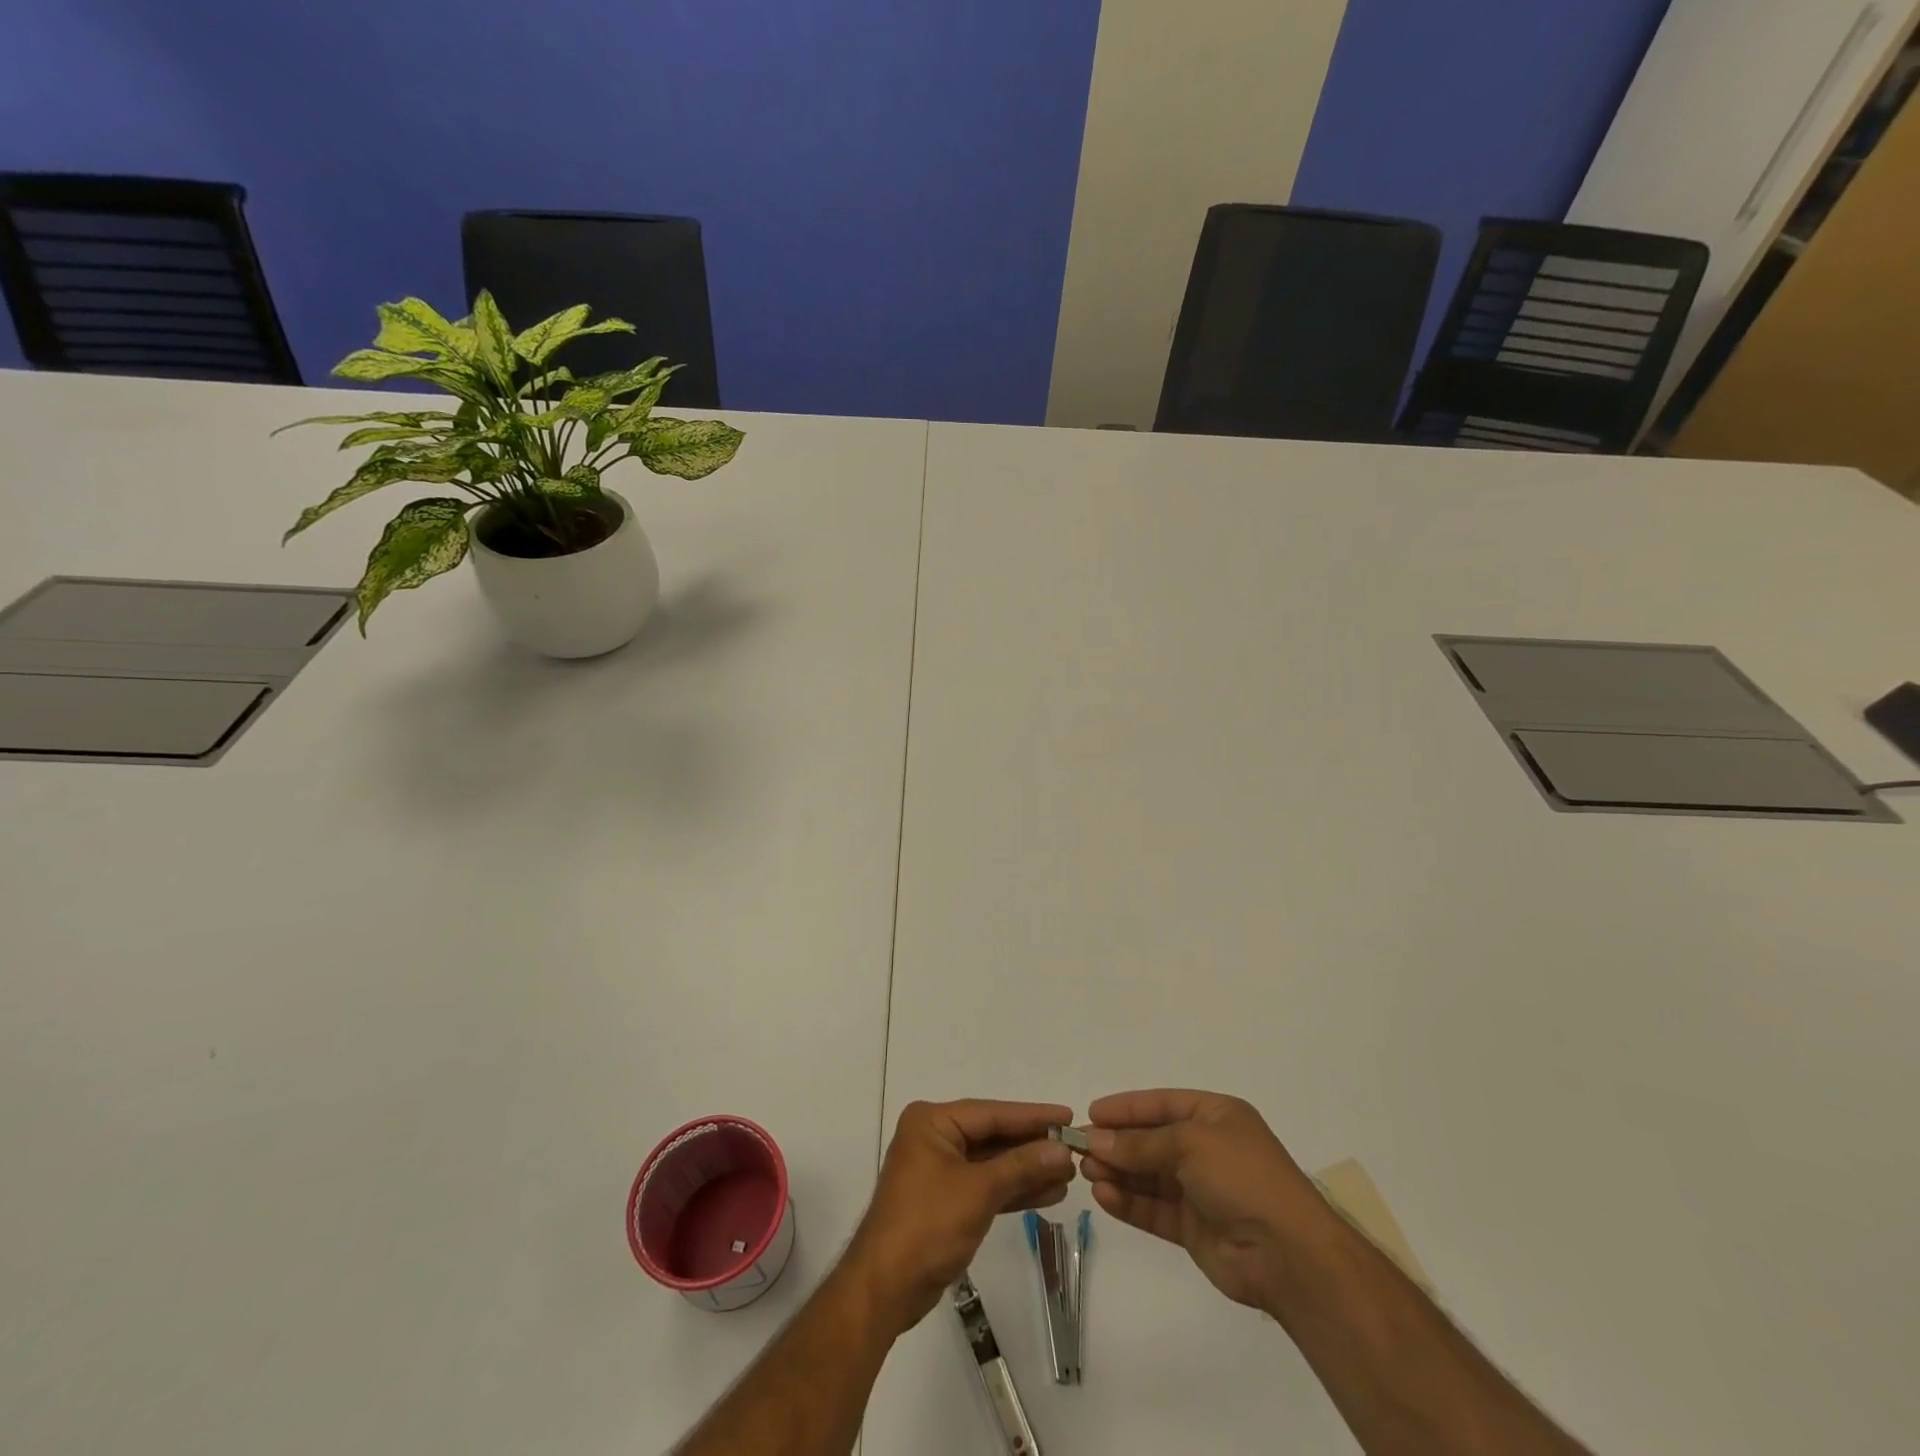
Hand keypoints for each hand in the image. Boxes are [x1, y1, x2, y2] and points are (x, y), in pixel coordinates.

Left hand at [845, 1099, 1074, 1333]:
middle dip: (1032, 1146)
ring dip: (1028, 1170)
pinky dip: (1013, 1190)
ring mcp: (939, 1170)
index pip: (991, 1113)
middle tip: (1074, 1147)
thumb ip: (1021, 1166)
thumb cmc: (927, 1226)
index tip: (1068, 1115)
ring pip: (992, 1163)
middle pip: (993, 1136)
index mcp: (932, 1122)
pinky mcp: (946, 1201)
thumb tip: (1062, 1149)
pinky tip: (1047, 1193)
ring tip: (1069, 1174)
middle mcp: (934, 1138)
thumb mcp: (978, 1190)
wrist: (885, 1289)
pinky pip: (986, 1186)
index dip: (1032, 1116)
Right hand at [1081, 1089, 1332, 1312]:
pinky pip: (1154, 1209)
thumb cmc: (1243, 1177)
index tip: (1091, 1113)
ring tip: (1087, 1172)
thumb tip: (1094, 1140)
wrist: (1289, 1254)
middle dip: (1117, 1143)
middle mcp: (1207, 1149)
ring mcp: (1201, 1190)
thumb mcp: (1189, 1144)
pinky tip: (1104, 1196)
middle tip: (1079, 1147)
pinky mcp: (1194, 1228)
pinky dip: (1129, 1203)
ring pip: (1149, 1176)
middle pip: (1151, 1140)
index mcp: (1216, 1117)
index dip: (1126, 1108)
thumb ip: (1139, 1144)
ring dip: (1118, 1172)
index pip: (1161, 1105)